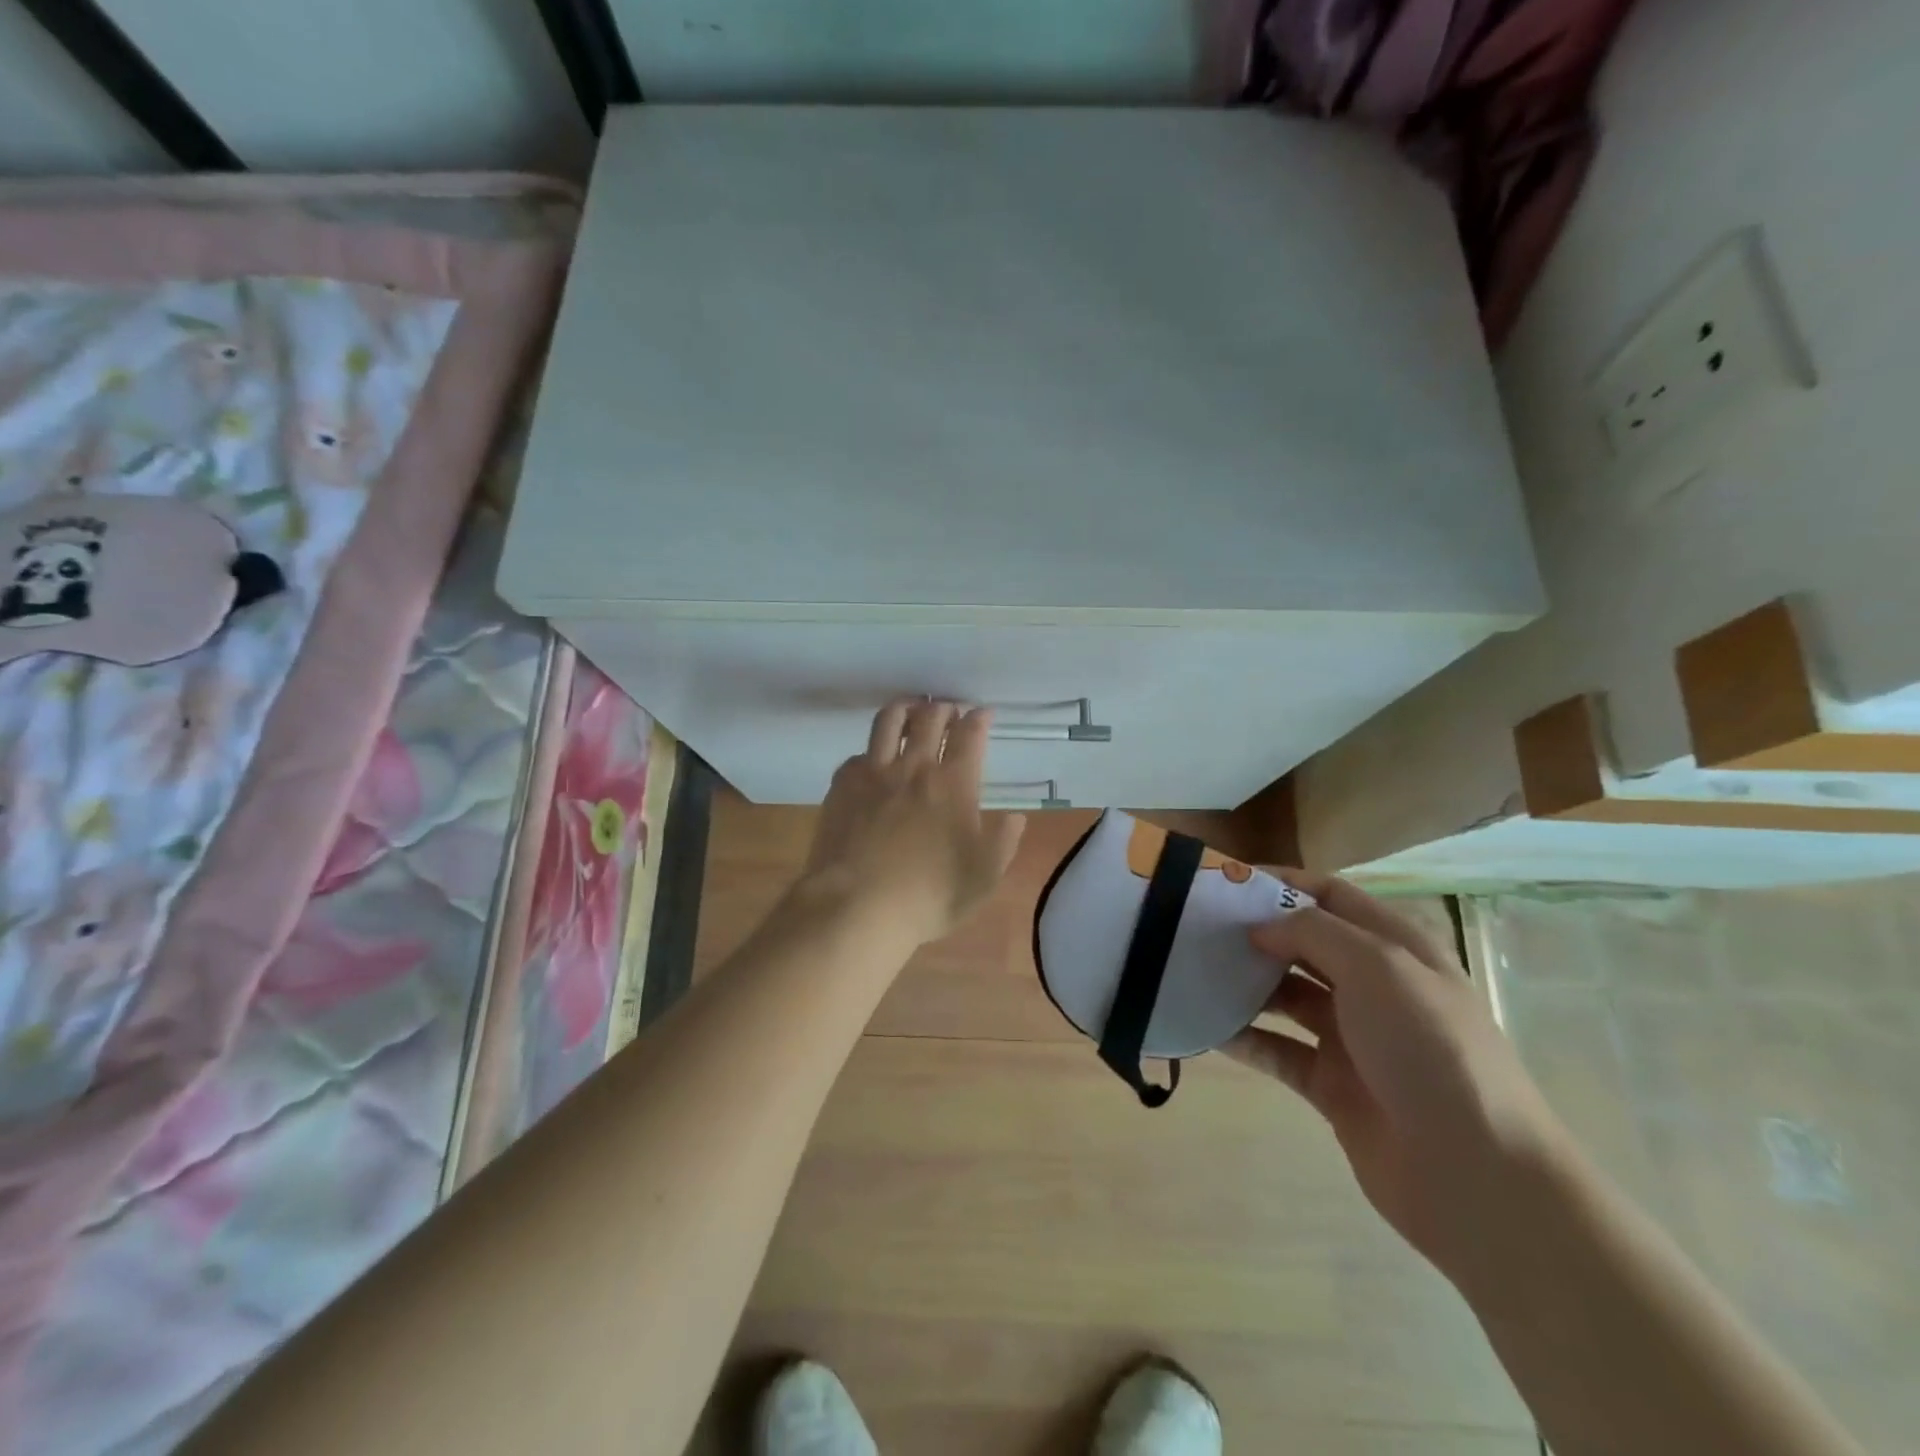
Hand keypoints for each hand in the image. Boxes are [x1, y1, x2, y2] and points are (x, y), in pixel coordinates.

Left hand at [790, 700, 1027, 951]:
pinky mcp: (842, 785)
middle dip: (944, 708)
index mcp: (954, 784)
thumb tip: (1014, 817)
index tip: (983, 713)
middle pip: (930, 718)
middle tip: (949, 712)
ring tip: (911, 710)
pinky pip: (857, 755)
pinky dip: (870, 752)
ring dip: (905, 709)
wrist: (858, 907)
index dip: (979, 718)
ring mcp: (874, 773)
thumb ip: (1002, 842)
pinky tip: (872, 762)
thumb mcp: (983, 877)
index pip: (970, 735)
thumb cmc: (930, 895)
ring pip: (888, 721)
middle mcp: (914, 767)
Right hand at [1224, 874, 1565, 1274]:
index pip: (1331, 897)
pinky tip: (1206, 1028)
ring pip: (1285, 997)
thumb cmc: (1429, 1048)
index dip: (1282, 883)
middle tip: (1197, 927)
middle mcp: (1374, 987)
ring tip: (1193, 972)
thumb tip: (1260, 928)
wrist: (1475, 1173)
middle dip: (1255, 933)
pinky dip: (1244, 1037)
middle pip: (1303, 945)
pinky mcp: (1331, 1085)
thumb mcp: (1377, 967)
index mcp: (1396, 948)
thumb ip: (1312, 932)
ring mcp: (1352, 1038)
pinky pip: (1277, 1050)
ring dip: (1244, 984)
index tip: (1227, 882)